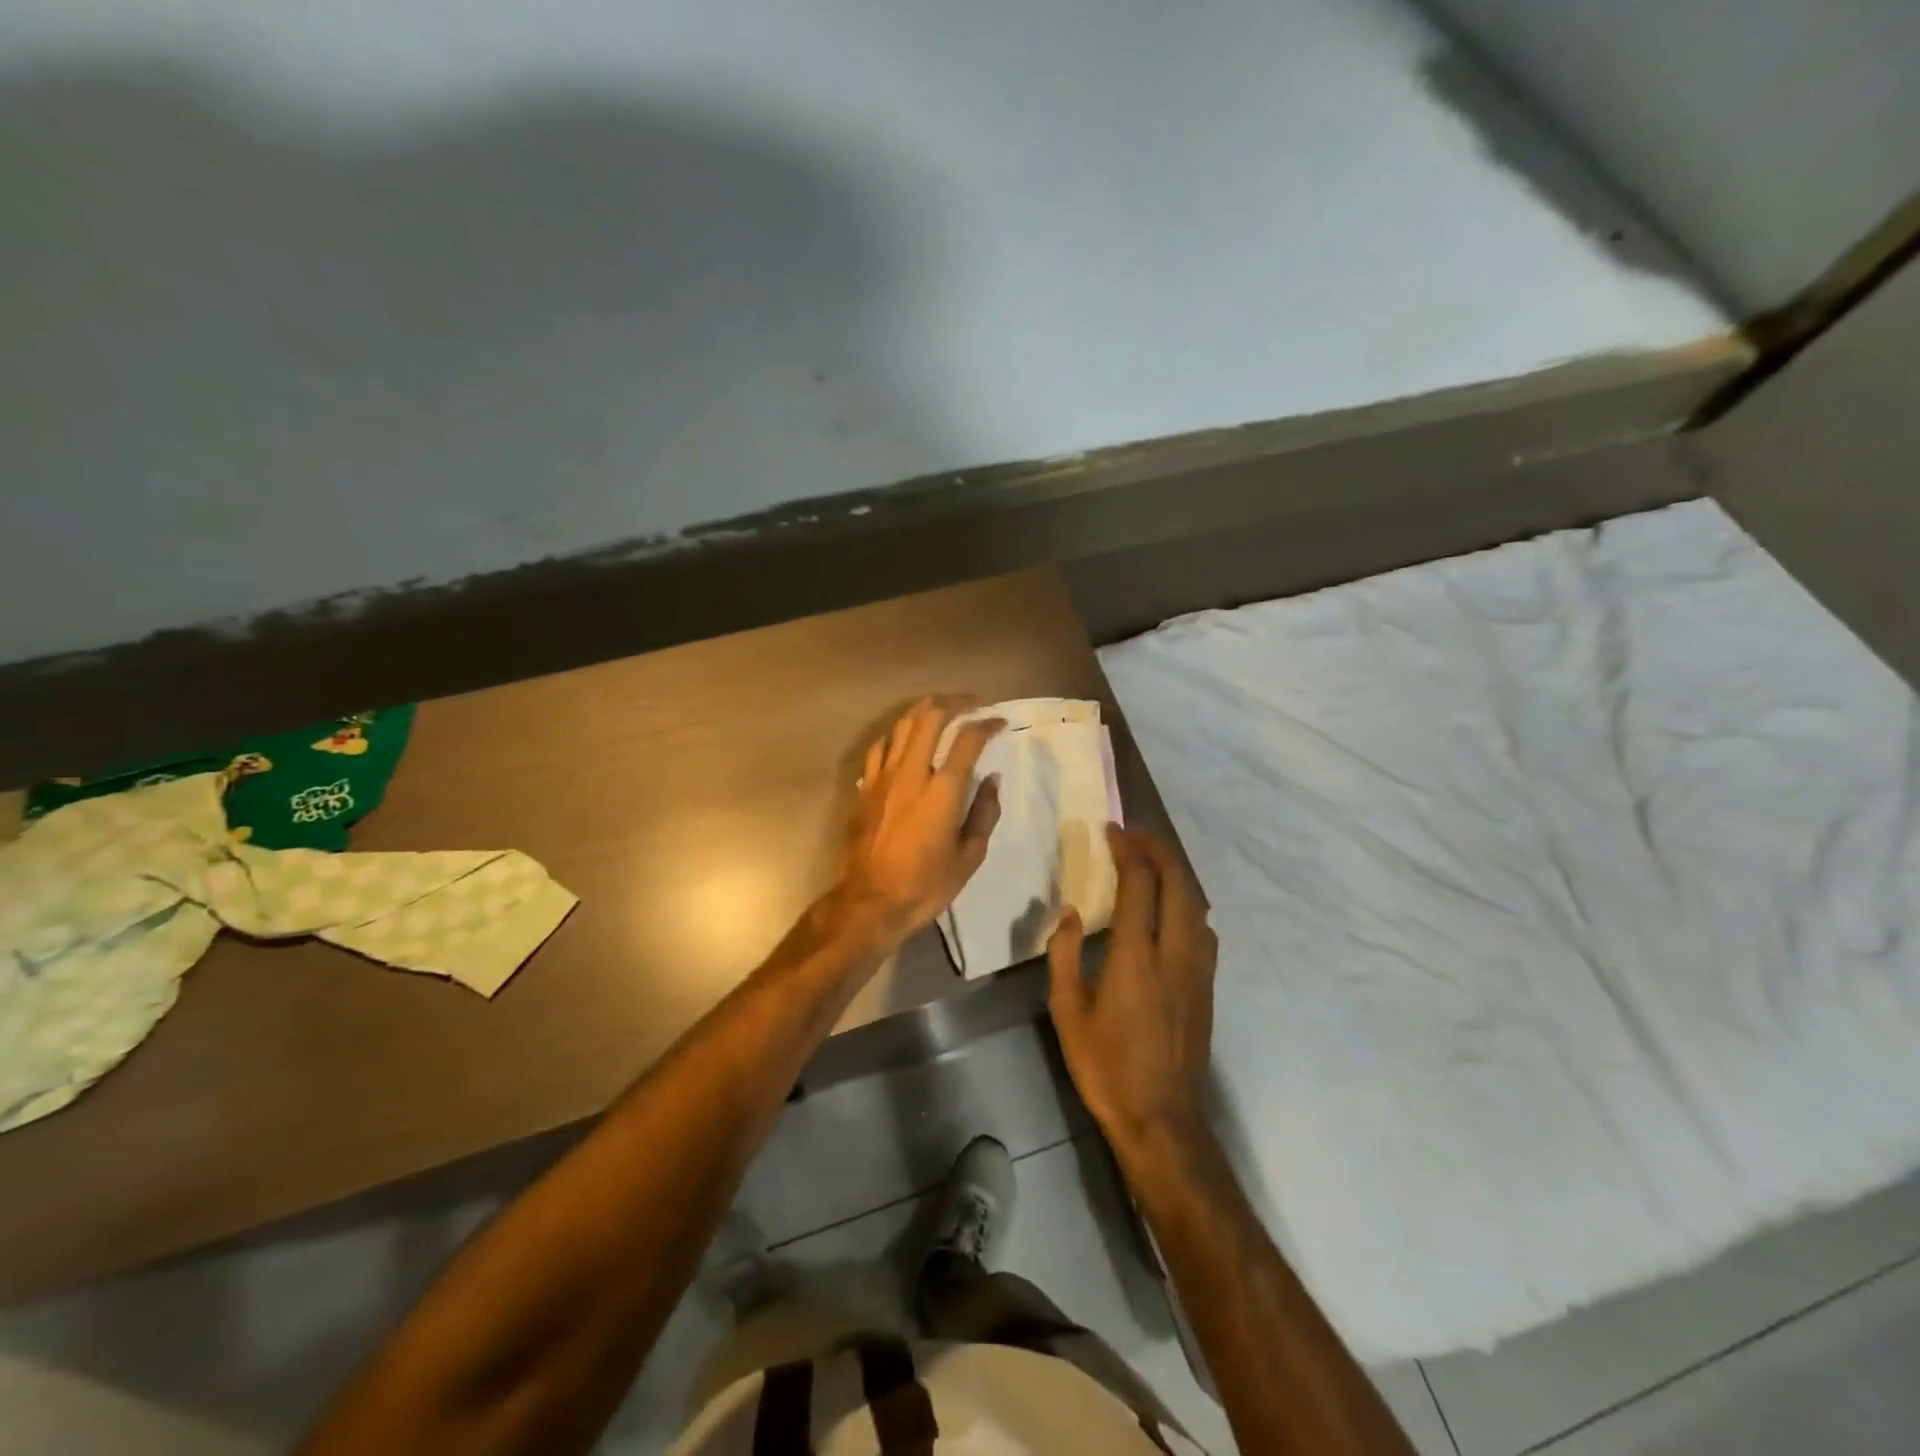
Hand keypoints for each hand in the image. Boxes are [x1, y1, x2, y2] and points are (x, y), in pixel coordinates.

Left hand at [835, 696, 1004, 947]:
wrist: (870, 902)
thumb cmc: (926, 885)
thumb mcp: (969, 856)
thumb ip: (984, 813)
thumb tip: (991, 780)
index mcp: (943, 791)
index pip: (967, 740)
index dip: (986, 724)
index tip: (998, 721)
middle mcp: (912, 773)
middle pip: (930, 717)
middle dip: (954, 703)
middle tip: (971, 703)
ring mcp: (883, 777)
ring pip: (902, 725)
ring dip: (924, 709)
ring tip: (940, 707)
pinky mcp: (865, 787)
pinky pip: (880, 747)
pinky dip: (897, 734)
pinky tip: (904, 737)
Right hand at [1047, 825, 1217, 1158]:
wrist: (1161, 1117)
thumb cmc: (1105, 1065)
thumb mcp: (1067, 1012)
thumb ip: (1065, 955)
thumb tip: (1070, 913)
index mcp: (1136, 957)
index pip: (1139, 885)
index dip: (1128, 850)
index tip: (1112, 830)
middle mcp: (1174, 953)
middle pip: (1177, 883)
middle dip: (1158, 849)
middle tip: (1135, 833)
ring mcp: (1198, 969)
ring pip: (1196, 902)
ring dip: (1176, 872)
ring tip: (1153, 858)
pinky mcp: (1207, 985)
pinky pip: (1203, 926)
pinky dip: (1188, 900)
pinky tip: (1174, 904)